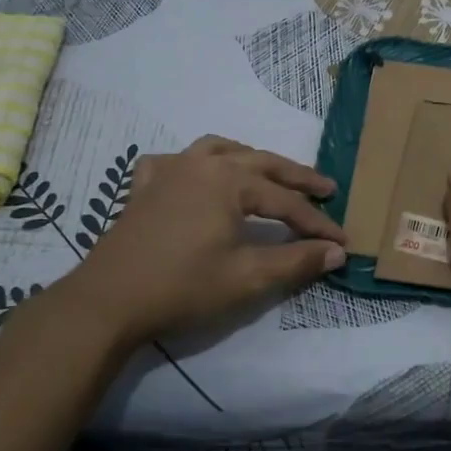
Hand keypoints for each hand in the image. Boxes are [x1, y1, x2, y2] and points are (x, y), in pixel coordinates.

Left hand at [35, 136, 346, 350]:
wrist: (108, 301)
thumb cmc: (183, 287)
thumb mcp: (248, 277)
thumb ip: (297, 261)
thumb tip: (337, 252)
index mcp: (230, 180)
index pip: (287, 202)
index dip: (318, 224)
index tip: (342, 241)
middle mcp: (203, 164)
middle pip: (261, 164)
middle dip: (297, 178)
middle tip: (326, 189)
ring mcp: (170, 170)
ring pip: (220, 150)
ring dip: (251, 159)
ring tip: (269, 172)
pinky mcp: (145, 187)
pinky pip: (177, 161)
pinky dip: (196, 163)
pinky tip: (198, 176)